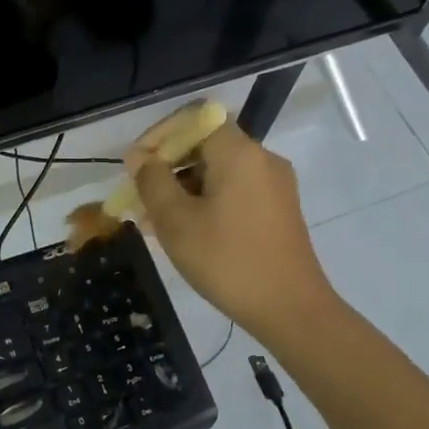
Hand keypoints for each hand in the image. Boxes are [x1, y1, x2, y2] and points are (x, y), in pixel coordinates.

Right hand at [126, 119, 336, 338]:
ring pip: (219, 171)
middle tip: (141, 197)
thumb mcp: (177, 221)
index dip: (160, 135)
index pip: (195, 119)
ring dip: (185, 187)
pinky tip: (186, 231)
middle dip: (169, 166)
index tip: (137, 165)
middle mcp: (262, 159)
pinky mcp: (279, 209)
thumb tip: (139, 156)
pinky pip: (235, 190)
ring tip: (156, 220)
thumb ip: (153, 181)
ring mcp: (274, 185)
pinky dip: (207, 200)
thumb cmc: (228, 261)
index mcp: (239, 153)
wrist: (291, 309)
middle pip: (207, 144)